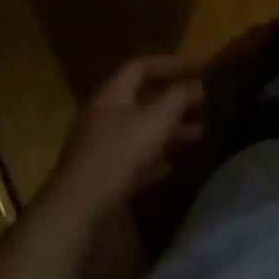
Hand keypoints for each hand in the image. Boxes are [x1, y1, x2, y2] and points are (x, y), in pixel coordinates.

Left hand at [50, 55, 204, 217]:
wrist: (76, 214)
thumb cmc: (118, 155)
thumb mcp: (155, 120)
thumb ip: (178, 97)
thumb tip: (196, 83)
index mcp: (112, 95)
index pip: (141, 66)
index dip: (171, 64)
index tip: (198, 70)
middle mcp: (104, 116)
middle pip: (143, 99)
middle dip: (174, 100)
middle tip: (203, 104)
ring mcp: (100, 149)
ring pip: (141, 130)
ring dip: (170, 130)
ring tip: (198, 135)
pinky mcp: (101, 179)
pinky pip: (134, 160)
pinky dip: (155, 160)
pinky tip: (173, 168)